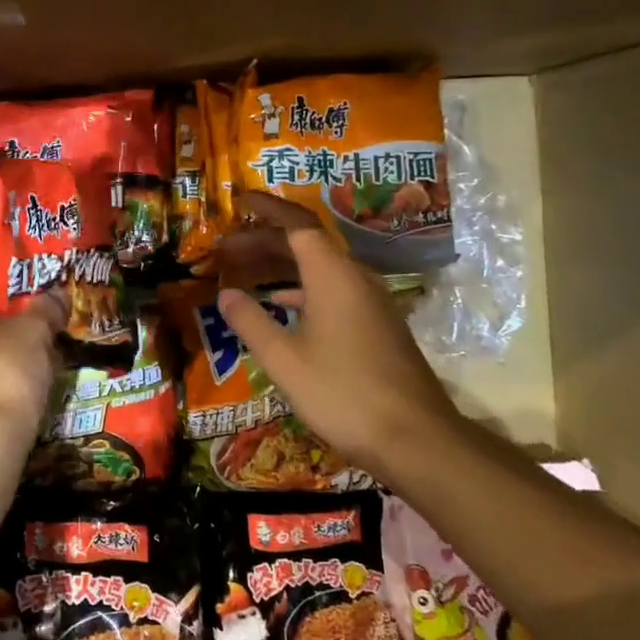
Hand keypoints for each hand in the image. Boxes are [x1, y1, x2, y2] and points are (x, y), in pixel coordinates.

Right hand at [215, 193, 457, 474]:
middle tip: (225, 246)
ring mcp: (370, 301)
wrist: (415, 439)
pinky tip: (281, 305)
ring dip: (281, 264)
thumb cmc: (342, 393)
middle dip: (263, 239)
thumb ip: (250, 321)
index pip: (297, 223)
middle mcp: (355, 278)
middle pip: (306, 243)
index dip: (267, 208)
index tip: (238, 200)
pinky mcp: (376, 324)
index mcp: (333, 275)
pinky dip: (301, 288)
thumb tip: (225, 293)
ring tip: (245, 270)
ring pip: (319, 267)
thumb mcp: (283, 359)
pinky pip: (332, 288)